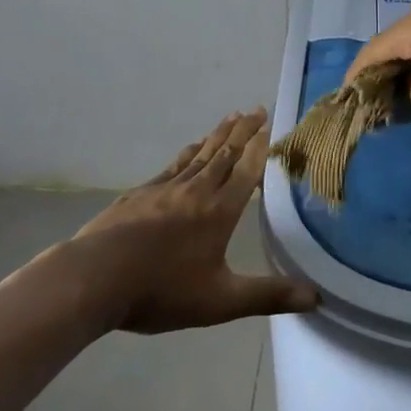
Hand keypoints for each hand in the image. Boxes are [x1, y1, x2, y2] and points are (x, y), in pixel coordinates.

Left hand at [70, 109, 318, 332]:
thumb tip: (316, 297)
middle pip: (225, 154)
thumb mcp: (221, 301)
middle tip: (256, 109)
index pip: (246, 171)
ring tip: (230, 118)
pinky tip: (190, 148)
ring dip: (218, 136)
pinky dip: (188, 152)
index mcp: (219, 211)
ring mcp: (165, 189)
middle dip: (243, 131)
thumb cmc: (162, 290)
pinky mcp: (139, 194)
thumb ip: (267, 296)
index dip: (260, 147)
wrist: (94, 279)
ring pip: (199, 155)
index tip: (270, 124)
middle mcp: (196, 191)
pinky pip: (173, 165)